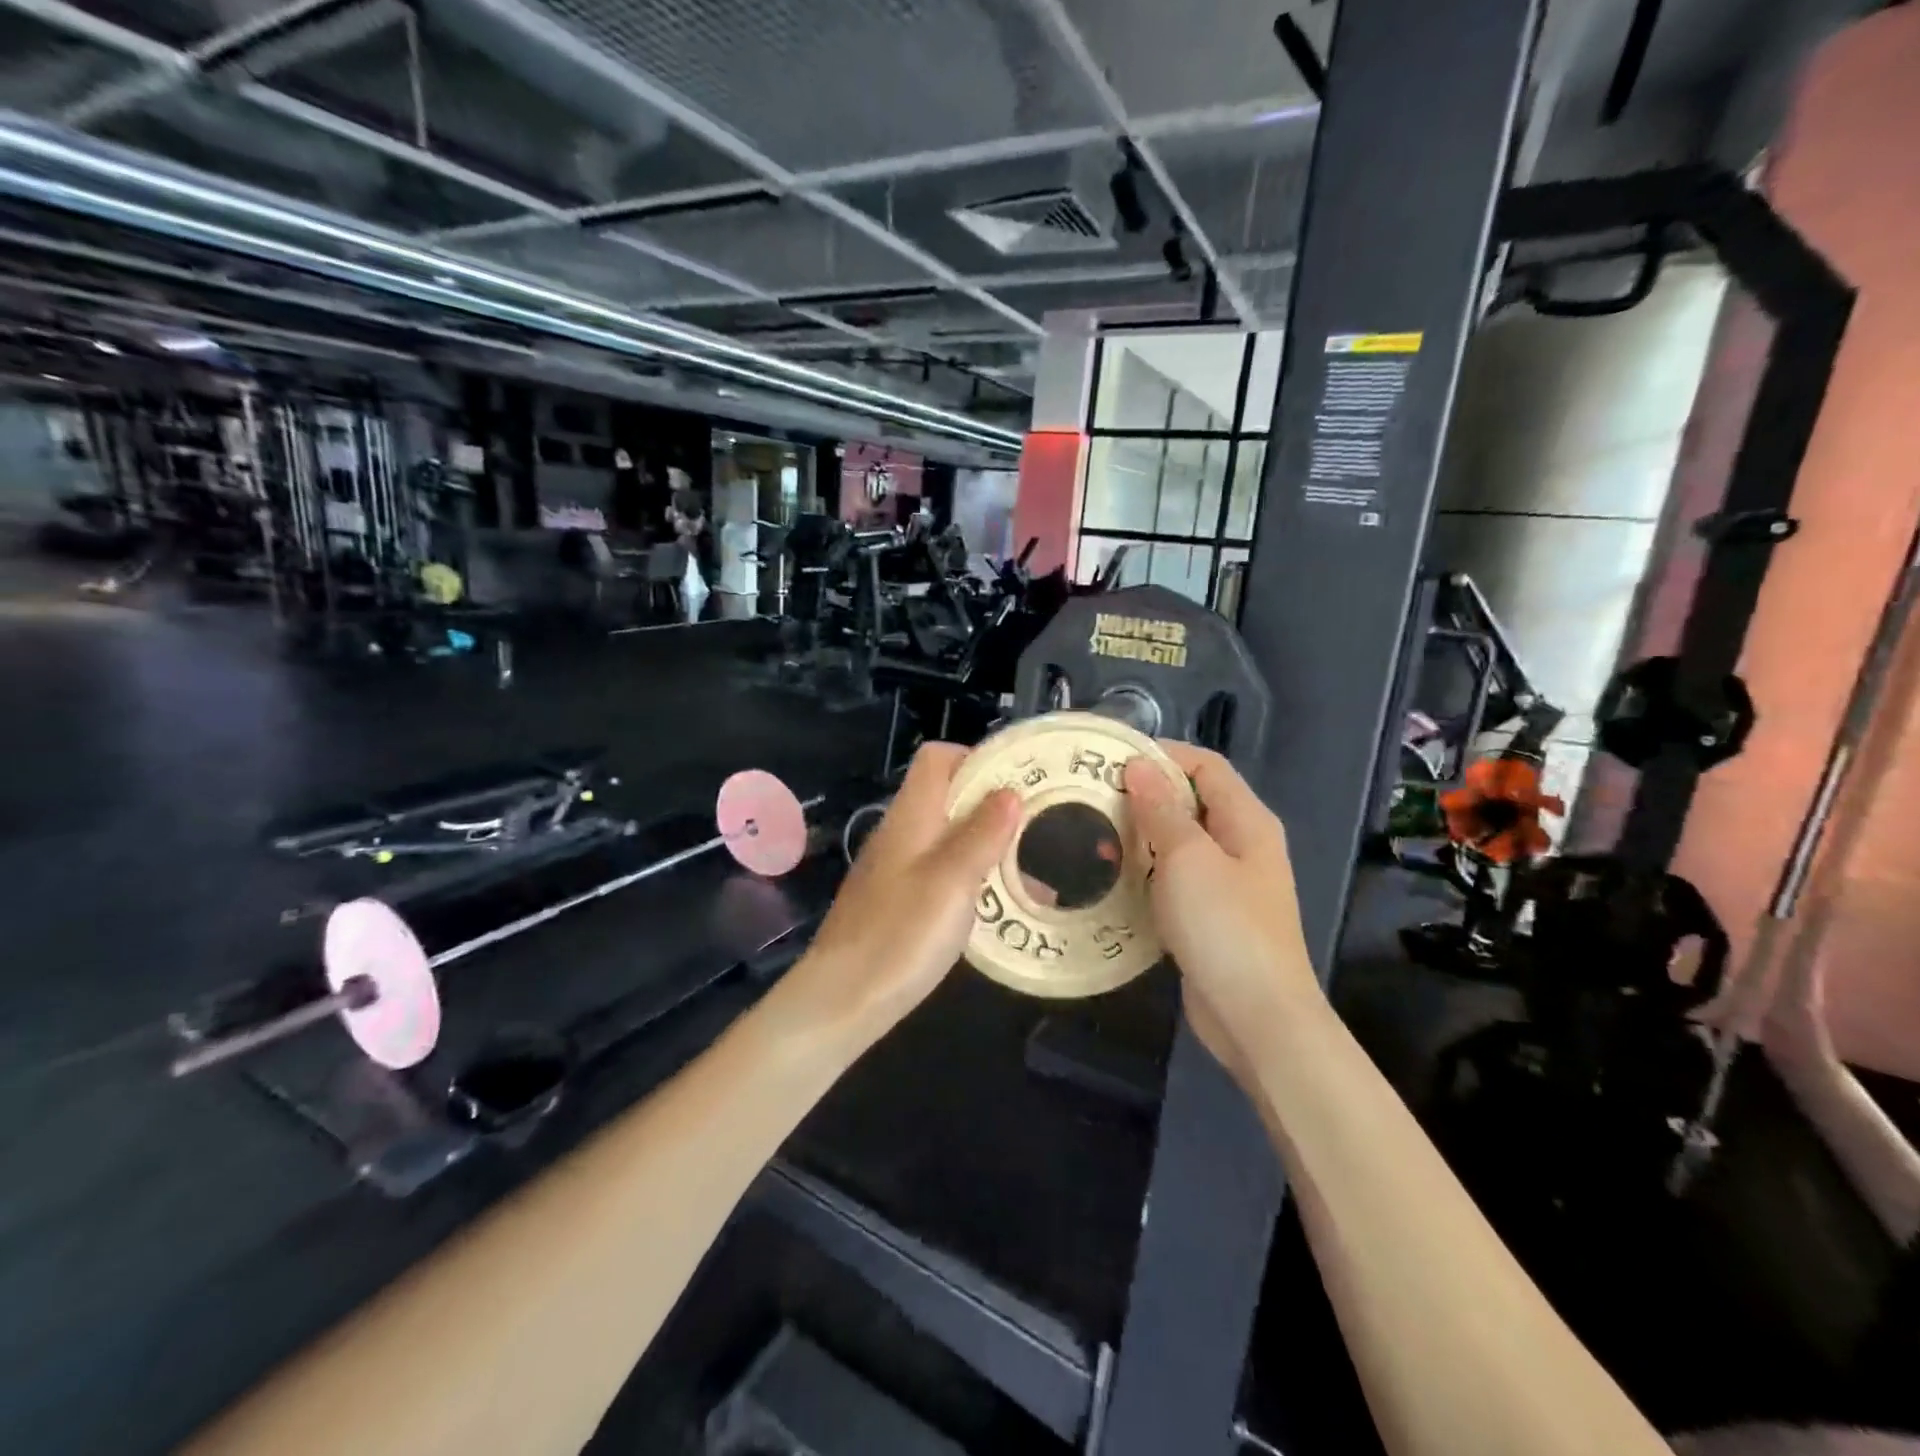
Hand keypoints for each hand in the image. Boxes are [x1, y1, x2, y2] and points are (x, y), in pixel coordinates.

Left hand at [780, 744, 1017, 1050]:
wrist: (843, 999)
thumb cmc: (901, 934)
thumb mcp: (952, 880)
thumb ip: (981, 833)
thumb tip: (1009, 791)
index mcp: (911, 816)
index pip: (937, 758)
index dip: (976, 758)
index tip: (1018, 778)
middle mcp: (900, 833)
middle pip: (946, 796)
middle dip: (992, 803)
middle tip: (1037, 824)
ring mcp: (896, 868)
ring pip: (947, 837)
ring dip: (986, 844)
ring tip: (1031, 868)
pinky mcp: (897, 900)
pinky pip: (941, 872)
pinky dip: (971, 876)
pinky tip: (999, 905)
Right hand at [1122, 744, 1319, 1078]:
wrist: (1257, 1016)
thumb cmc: (1224, 926)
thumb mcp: (1188, 858)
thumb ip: (1162, 810)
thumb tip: (1139, 766)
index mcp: (1246, 821)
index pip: (1206, 765)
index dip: (1162, 754)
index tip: (1111, 760)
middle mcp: (1241, 844)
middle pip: (1191, 801)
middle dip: (1144, 795)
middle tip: (1092, 797)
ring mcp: (1227, 883)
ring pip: (1178, 842)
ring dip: (1140, 835)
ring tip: (1093, 835)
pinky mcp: (1210, 916)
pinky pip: (1174, 878)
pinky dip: (1146, 871)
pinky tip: (1113, 878)